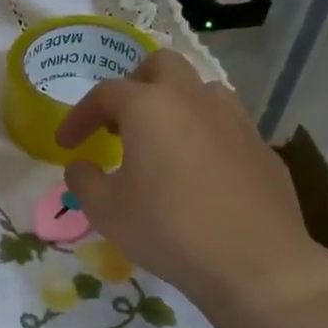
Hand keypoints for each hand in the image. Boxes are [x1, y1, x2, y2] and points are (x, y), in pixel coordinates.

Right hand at [55, 50, 327, 323]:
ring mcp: (235, 120)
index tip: (67, 144)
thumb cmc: (168, 229)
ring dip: (174, 106)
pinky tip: (198, 174)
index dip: (79, 116)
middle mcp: (194, 100)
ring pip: (200, 90)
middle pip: (161, 65)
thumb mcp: (106, 211)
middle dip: (134, 85)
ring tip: (160, 143)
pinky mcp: (261, 147)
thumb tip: (80, 166)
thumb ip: (84, 181)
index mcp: (150, 107)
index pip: (105, 93)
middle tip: (119, 123)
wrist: (254, 262)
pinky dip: (203, 135)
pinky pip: (225, 125)